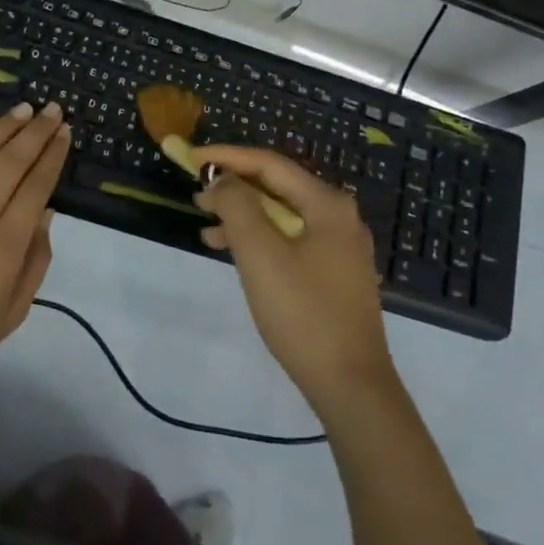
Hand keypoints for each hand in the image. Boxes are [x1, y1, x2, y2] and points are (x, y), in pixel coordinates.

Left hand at [0, 102, 66, 390]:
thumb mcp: (15, 310)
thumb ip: (36, 259)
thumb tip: (47, 211)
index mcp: (4, 250)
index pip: (35, 188)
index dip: (52, 156)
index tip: (65, 132)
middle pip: (10, 165)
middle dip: (35, 133)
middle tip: (53, 110)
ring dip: (3, 129)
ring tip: (24, 109)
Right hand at [193, 145, 395, 413]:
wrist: (351, 387)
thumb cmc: (303, 313)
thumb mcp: (260, 254)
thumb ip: (237, 206)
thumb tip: (222, 180)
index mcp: (327, 204)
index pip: (270, 164)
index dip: (227, 157)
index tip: (191, 158)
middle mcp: (338, 217)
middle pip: (278, 186)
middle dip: (234, 186)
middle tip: (196, 193)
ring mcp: (339, 247)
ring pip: (282, 215)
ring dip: (243, 214)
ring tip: (205, 225)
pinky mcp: (334, 274)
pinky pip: (290, 240)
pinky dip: (259, 239)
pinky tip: (233, 252)